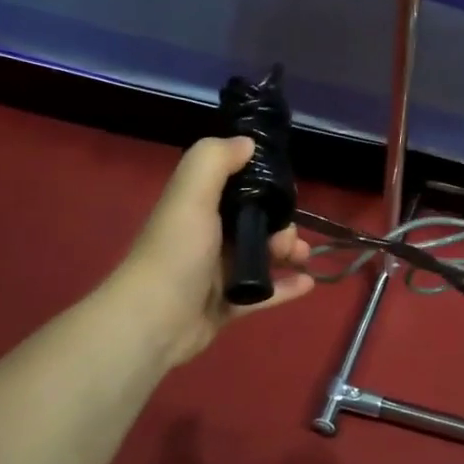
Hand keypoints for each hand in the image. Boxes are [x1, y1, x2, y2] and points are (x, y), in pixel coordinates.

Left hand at [119, 137, 314, 368]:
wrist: (154, 321)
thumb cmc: (177, 252)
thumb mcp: (191, 195)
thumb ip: (215, 160)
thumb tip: (247, 142)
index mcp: (199, 208)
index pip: (238, 188)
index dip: (264, 186)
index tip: (287, 190)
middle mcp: (208, 237)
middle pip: (256, 223)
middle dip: (281, 225)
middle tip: (288, 238)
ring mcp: (218, 273)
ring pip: (263, 256)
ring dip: (288, 253)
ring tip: (301, 258)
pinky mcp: (228, 305)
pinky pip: (264, 293)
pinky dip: (286, 287)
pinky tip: (309, 283)